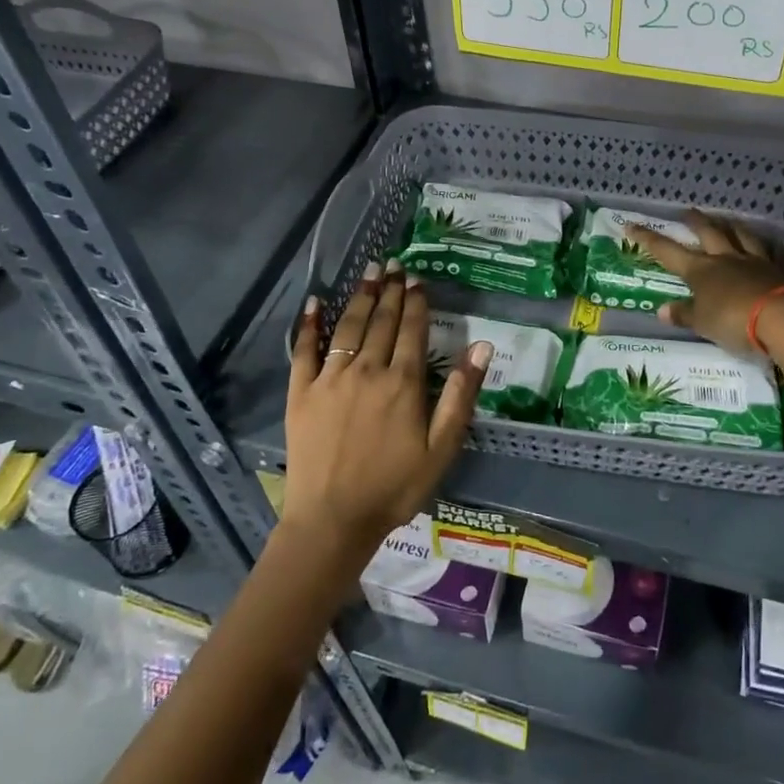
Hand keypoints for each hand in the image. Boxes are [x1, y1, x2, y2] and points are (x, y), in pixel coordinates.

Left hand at [285, 259, 490, 555]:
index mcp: (402, 382)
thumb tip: (481, 346)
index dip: (416, 301)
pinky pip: (304, 350)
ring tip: (368, 272)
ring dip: (360, 296)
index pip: (412, 330)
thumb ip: (461, 394)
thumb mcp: (442, 447)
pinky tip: (315, 303)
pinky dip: (309, 325)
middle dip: (390, 290)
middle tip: (394, 264)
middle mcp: (367, 370)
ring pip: (348, 327)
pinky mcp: (301, 392)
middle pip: (381, 321)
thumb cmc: (395, 487)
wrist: (334, 519)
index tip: (417, 278)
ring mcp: (331, 378)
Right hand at [625, 210, 783, 353]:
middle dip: (696, 221)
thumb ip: (684, 314)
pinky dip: (773, 247)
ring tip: (727, 219)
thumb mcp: (702, 323)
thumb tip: (662, 310)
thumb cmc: (733, 321)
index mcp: (700, 270)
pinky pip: (775, 253)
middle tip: (688, 211)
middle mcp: (726, 259)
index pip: (667, 251)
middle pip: (709, 233)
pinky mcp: (780, 271)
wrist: (783, 319)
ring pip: (742, 236)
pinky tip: (777, 242)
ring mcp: (755, 262)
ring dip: (732, 226)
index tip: (631, 225)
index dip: (648, 239)